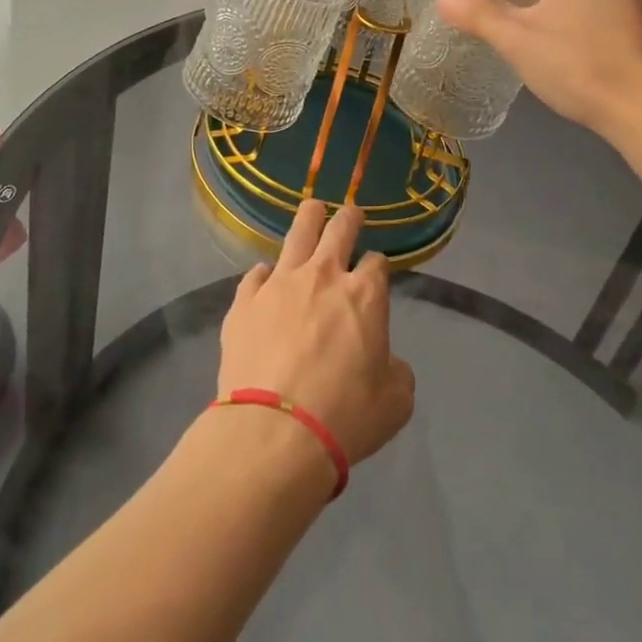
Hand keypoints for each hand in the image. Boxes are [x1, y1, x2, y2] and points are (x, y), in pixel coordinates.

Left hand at [218, 202, 414, 466]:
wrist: (275, 431)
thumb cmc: (345, 416)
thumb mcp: (395, 402)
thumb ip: (396, 372)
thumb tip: (387, 363)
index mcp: (365, 295)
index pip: (377, 263)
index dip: (378, 266)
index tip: (375, 272)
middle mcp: (323, 276)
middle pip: (339, 229)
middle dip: (348, 219)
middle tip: (350, 214)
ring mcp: (279, 284)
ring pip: (297, 233)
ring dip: (309, 219)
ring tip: (312, 210)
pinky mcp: (244, 301)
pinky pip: (256, 274)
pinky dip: (265, 275)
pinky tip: (266, 279)